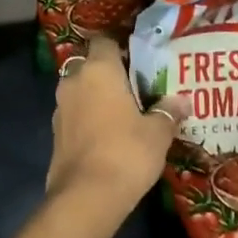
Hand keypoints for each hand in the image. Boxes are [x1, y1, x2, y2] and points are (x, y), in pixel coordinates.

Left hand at [46, 37, 175, 237]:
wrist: (86, 196)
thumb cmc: (126, 153)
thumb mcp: (157, 133)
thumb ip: (168, 112)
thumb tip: (182, 101)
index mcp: (99, 70)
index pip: (104, 41)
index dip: (120, 47)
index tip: (138, 60)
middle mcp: (74, 80)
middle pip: (90, 64)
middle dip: (108, 73)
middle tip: (134, 87)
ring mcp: (60, 106)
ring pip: (80, 89)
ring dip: (96, 96)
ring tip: (123, 111)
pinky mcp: (55, 132)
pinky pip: (74, 113)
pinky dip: (87, 116)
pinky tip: (107, 133)